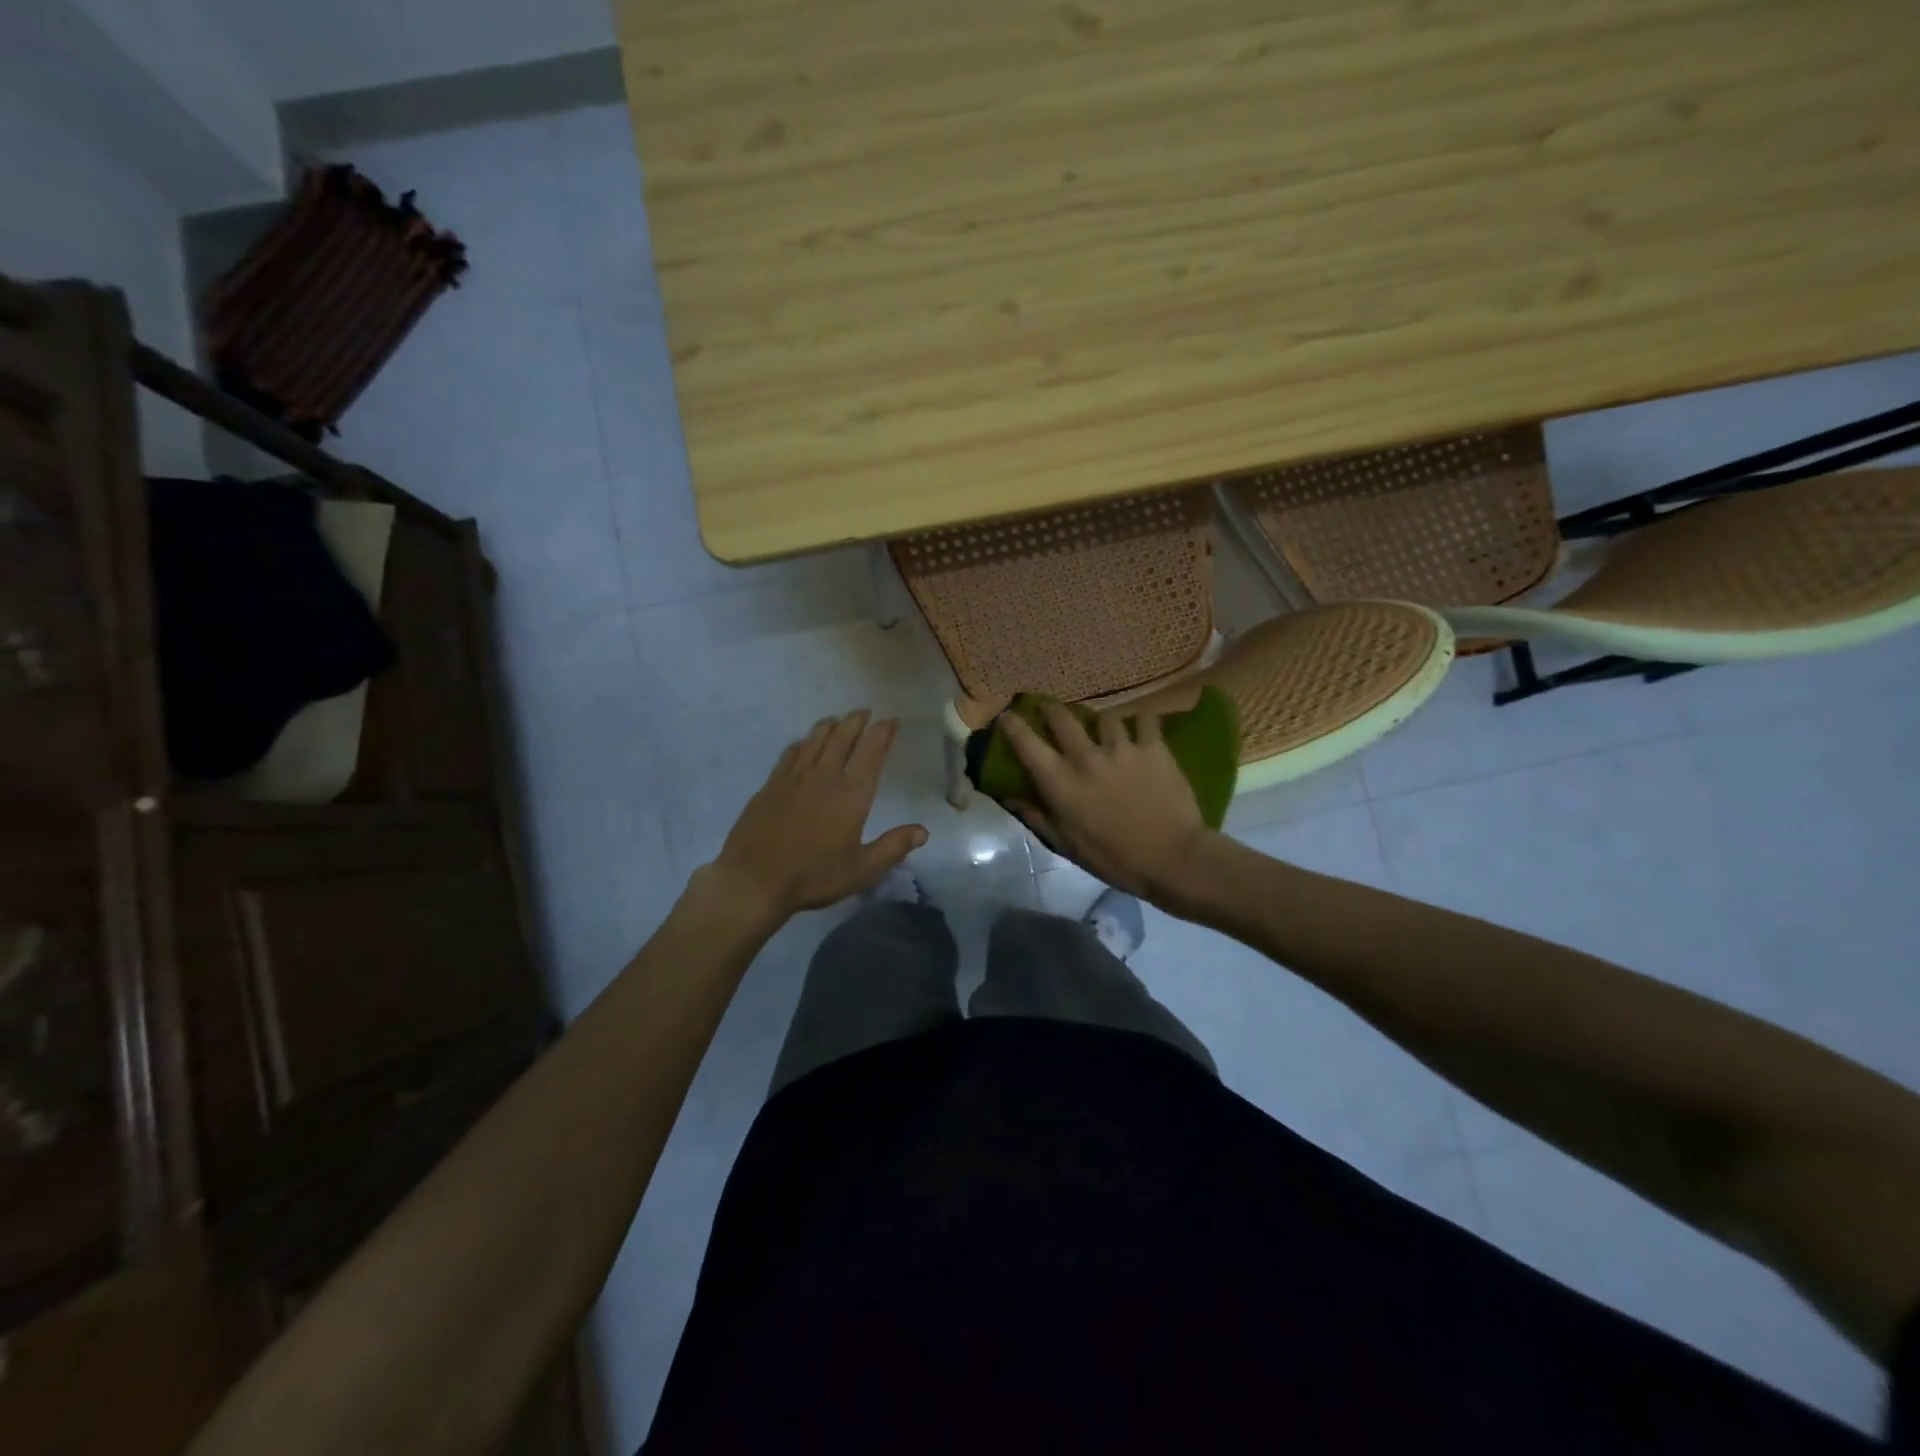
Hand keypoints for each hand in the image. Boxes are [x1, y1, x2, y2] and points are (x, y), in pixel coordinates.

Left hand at [710, 711, 926, 921]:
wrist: (754, 880)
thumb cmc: (813, 876)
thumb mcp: (861, 869)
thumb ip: (893, 847)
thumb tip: (923, 831)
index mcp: (851, 794)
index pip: (871, 752)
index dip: (882, 733)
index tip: (891, 720)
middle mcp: (824, 776)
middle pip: (842, 737)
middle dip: (856, 721)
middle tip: (865, 711)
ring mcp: (794, 778)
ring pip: (815, 740)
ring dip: (830, 726)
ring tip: (838, 720)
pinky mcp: (770, 785)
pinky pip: (791, 753)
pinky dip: (802, 742)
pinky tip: (803, 743)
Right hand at [1001, 704, 1214, 907]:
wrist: (1172, 858)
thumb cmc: (1114, 859)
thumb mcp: (1067, 845)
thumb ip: (1037, 817)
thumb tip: (1010, 797)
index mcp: (1059, 781)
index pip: (1025, 742)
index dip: (1012, 724)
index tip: (1008, 716)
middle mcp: (1085, 756)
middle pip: (1061, 716)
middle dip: (1052, 710)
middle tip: (1053, 713)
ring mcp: (1121, 747)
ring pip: (1104, 716)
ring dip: (1101, 722)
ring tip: (1106, 730)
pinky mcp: (1153, 747)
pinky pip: (1145, 720)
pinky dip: (1141, 723)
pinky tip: (1142, 731)